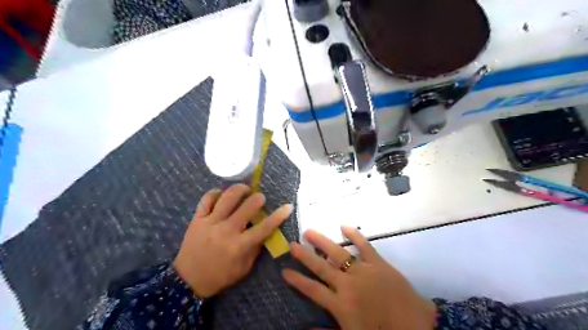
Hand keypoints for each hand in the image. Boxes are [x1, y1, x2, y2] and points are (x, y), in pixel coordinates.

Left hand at [174, 184, 293, 297]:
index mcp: (239, 245)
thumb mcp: (244, 268)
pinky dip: (216, 193)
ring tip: (244, 189)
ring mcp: (210, 222)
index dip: (279, 215)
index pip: (264, 227)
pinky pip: (207, 199)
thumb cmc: (220, 276)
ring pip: (227, 197)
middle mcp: (226, 230)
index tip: (288, 206)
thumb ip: (256, 249)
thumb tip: (265, 232)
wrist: (188, 280)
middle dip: (258, 198)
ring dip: (239, 189)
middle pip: (247, 207)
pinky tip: (221, 194)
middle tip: (260, 198)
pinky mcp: (197, 219)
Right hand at [279, 227, 434, 329]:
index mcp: (340, 305)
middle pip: (321, 267)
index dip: (297, 280)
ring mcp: (363, 271)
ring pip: (338, 253)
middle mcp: (347, 284)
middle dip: (305, 256)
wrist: (416, 327)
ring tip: (309, 232)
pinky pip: (364, 246)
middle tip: (292, 244)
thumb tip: (305, 328)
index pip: (312, 290)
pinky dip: (355, 235)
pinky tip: (344, 226)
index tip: (285, 270)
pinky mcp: (378, 263)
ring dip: (322, 242)